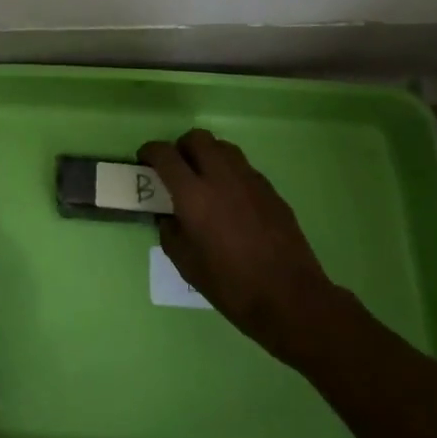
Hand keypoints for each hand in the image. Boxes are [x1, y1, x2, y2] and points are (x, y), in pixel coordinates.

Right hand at [141, 129, 346, 369]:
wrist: (291, 299)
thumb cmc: (232, 287)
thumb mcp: (187, 265)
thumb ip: (171, 232)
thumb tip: (168, 216)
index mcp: (194, 195)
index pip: (165, 155)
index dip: (150, 152)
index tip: (145, 160)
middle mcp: (221, 177)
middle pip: (197, 138)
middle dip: (181, 147)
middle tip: (176, 168)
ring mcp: (249, 180)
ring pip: (223, 147)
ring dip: (207, 155)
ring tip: (204, 180)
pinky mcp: (270, 189)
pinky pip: (243, 168)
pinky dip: (230, 173)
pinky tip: (231, 200)